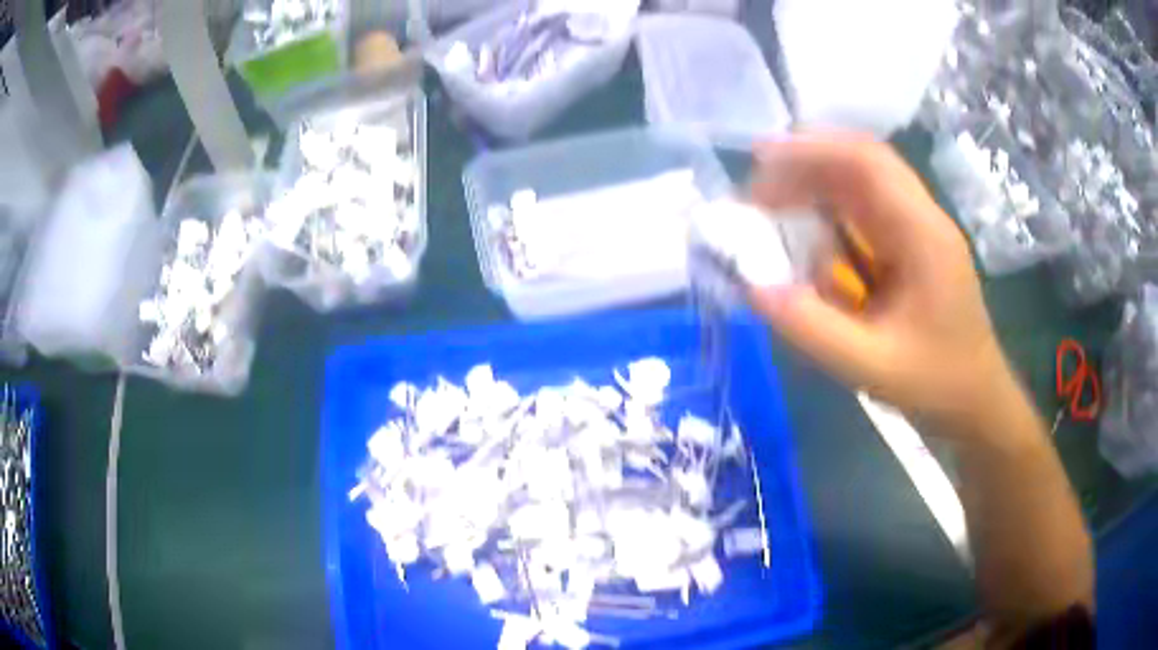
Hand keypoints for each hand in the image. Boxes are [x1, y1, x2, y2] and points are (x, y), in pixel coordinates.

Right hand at [747, 133, 1029, 441]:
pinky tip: (808, 235)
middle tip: (757, 193)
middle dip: (806, 165)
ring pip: (863, 184)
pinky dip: (831, 214)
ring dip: (816, 186)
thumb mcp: (871, 366)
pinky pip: (868, 212)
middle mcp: (923, 218)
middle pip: (862, 163)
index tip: (760, 159)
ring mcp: (920, 230)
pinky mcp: (914, 246)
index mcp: (923, 234)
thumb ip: (813, 328)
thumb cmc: (936, 385)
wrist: (978, 402)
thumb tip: (753, 288)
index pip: (867, 161)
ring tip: (772, 208)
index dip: (812, 149)